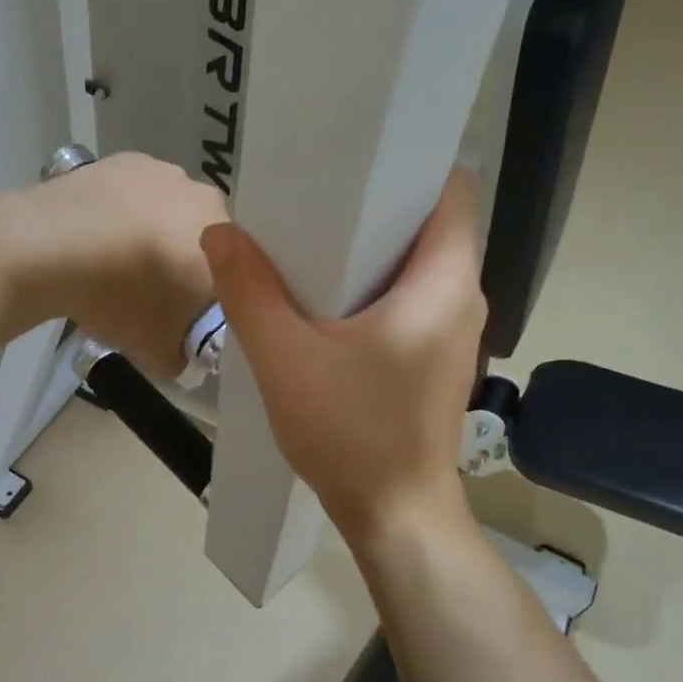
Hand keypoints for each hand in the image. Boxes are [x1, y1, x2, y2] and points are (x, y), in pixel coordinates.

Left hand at [20, 152, 228, 374]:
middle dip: (186, 261)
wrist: (52, 247)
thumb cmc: (120, 300)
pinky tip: (102, 230)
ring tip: (120, 257)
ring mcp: (169, 174)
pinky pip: (141, 190)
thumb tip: (184, 354)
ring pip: (174, 210)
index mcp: (230, 247)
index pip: (236, 277)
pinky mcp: (131, 159)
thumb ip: (185, 357)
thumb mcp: (159, 353)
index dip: (211, 297)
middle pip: (206, 239)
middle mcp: (209, 202)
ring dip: (158, 230)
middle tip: (152, 288)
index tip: (185, 314)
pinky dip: (128, 208)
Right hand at [203, 171, 485, 548]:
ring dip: (368, 251)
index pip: (447, 191)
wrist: (394, 516)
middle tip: (311, 203)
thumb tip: (220, 233)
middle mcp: (462, 298)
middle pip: (426, 224)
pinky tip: (326, 303)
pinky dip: (373, 288)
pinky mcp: (436, 358)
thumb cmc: (350, 434)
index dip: (403, 168)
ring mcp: (454, 332)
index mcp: (442, 283)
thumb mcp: (285, 359)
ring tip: (311, 247)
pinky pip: (410, 299)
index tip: (349, 165)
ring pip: (416, 264)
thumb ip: (249, 290)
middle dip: (371, 208)